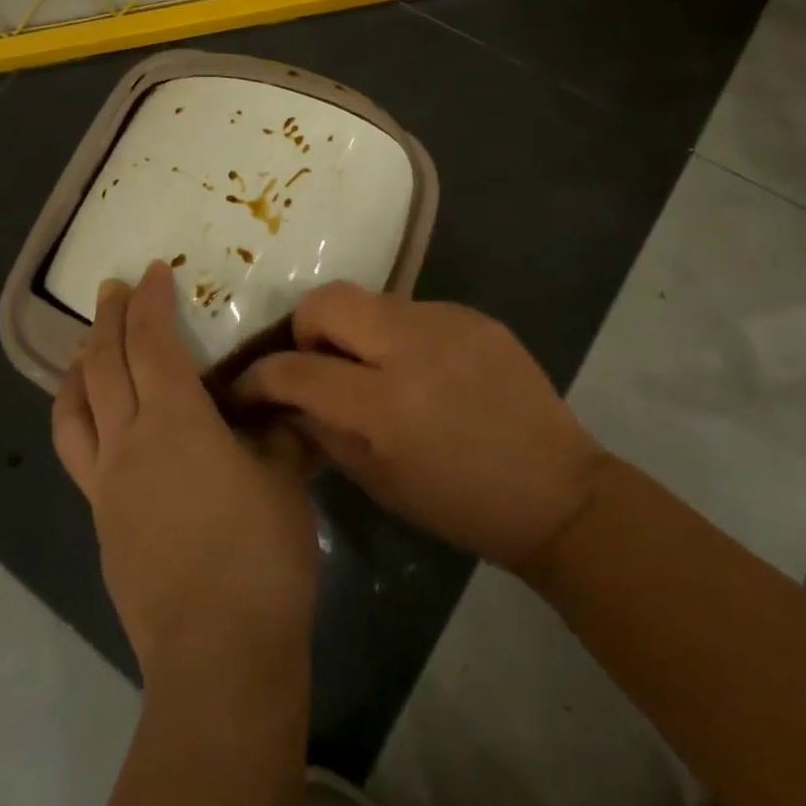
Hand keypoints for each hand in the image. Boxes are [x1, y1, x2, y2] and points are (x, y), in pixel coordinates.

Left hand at [53, 262, 318, 686]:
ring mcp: (107, 485)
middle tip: (111, 289)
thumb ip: (275, 429)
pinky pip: (79, 452)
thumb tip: (276, 404)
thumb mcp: (284, 476)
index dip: (149, 301)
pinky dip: (80, 417)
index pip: (152, 343)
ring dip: (78, 368)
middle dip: (107, 320)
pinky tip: (98, 423)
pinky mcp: (102, 523)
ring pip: (75, 410)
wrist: (219, 653)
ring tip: (83, 347)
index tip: (152, 271)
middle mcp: (129, 442)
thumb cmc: (260, 553)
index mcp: (175, 420)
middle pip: (104, 366)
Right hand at [232, 283, 605, 573]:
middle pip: (327, 300)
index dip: (259, 378)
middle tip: (316, 362)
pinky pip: (414, 310)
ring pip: (371, 300)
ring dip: (356, 330)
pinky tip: (422, 368)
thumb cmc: (460, 505)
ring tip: (373, 368)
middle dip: (305, 328)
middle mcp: (412, 348)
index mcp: (384, 406)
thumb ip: (322, 431)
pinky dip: (400, 334)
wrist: (556, 491)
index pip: (296, 369)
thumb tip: (284, 399)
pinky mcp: (474, 314)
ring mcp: (447, 323)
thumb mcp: (378, 482)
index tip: (249, 387)